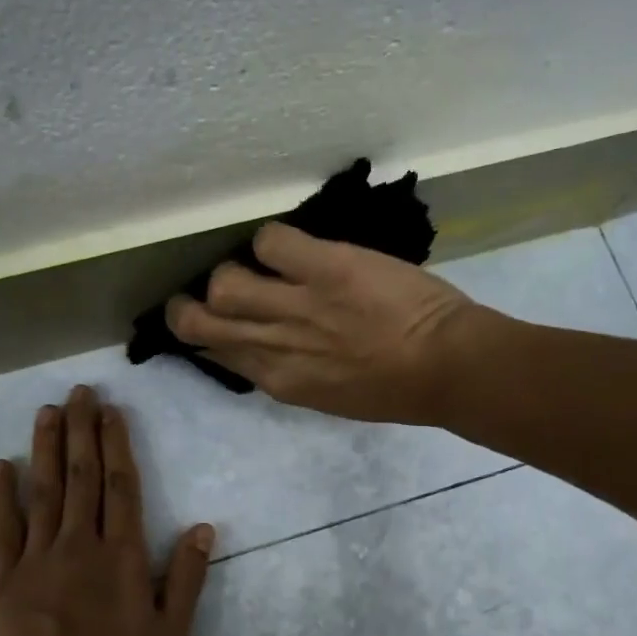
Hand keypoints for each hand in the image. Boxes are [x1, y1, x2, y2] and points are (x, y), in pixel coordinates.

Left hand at [0, 386, 214, 635]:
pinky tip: (2, 465)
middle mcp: (80, 544)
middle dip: (82, 430)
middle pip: (82, 476)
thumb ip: (187, 577)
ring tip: (47, 411)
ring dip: (46, 447)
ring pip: (44, 490)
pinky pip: (4, 527)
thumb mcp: (170, 634)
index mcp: (122, 555)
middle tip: (79, 392)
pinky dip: (3, 494)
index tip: (111, 411)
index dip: (116, 443)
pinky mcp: (5, 577)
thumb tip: (204, 527)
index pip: (121, 485)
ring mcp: (38, 557)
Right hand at [164, 221, 482, 424]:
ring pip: (223, 282)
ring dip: (234, 271)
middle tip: (205, 293)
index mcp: (278, 380)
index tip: (213, 323)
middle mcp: (272, 344)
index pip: (215, 353)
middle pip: (196, 321)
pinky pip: (270, 241)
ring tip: (258, 268)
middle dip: (189, 306)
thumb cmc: (397, 390)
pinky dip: (274, 242)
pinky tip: (294, 249)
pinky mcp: (321, 268)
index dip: (206, 336)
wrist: (447, 368)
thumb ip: (291, 369)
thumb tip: (266, 346)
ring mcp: (294, 305)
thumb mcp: (330, 394)